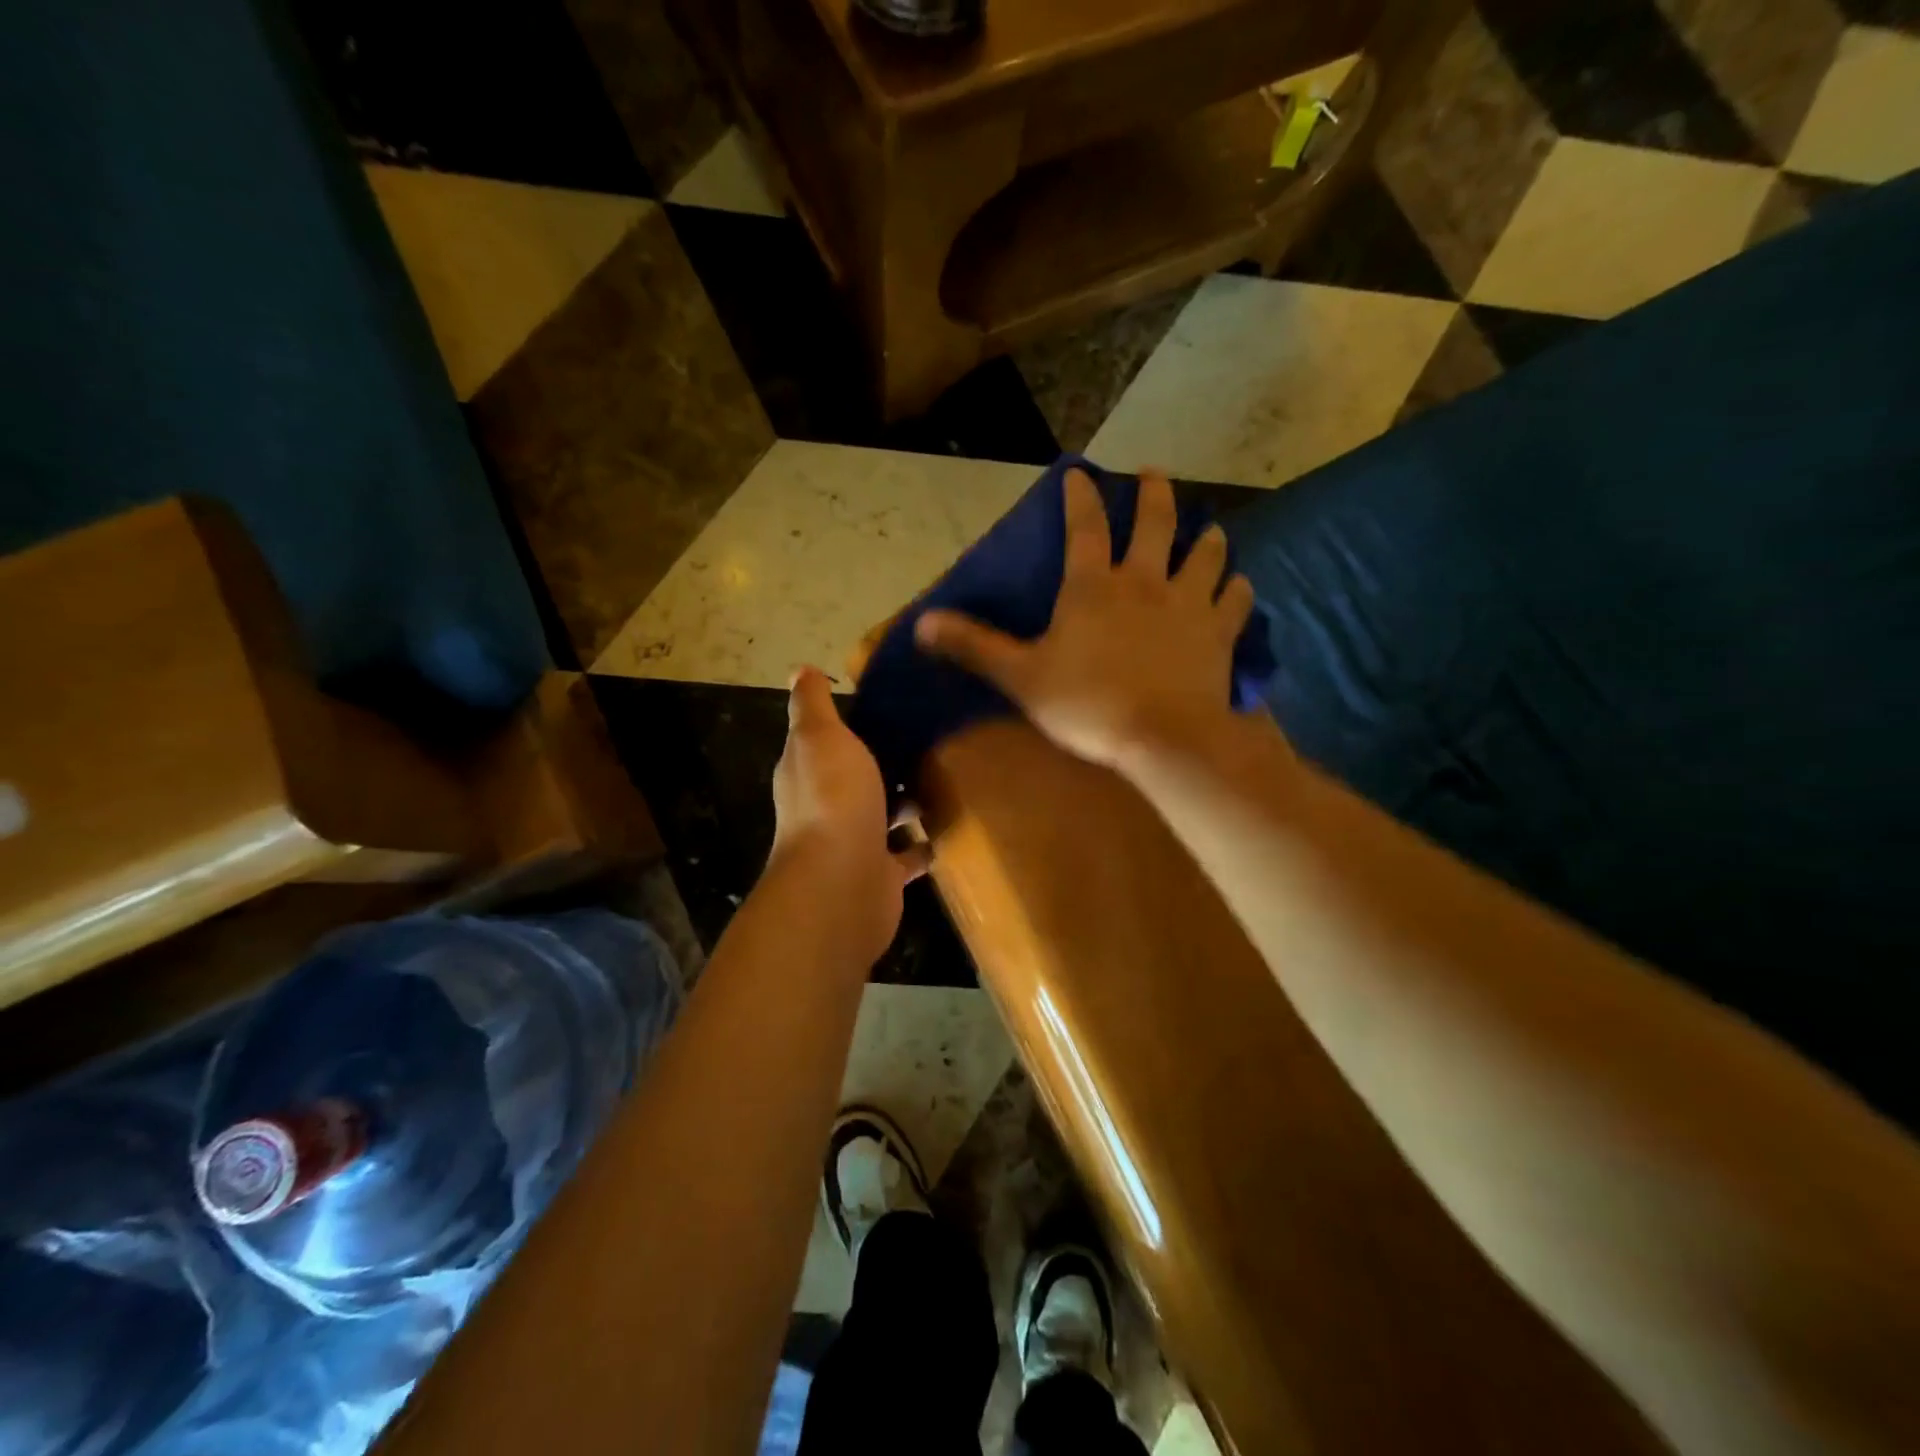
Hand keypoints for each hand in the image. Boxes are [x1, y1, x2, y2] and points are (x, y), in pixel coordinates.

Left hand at [770, 666, 929, 963]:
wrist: (843, 881)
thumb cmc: (833, 798)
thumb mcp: (820, 735)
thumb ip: (812, 704)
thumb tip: (800, 669)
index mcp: (807, 772)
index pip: (826, 741)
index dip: (850, 724)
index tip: (889, 705)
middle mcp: (826, 807)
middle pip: (857, 779)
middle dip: (885, 763)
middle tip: (930, 737)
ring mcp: (854, 844)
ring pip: (883, 816)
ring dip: (906, 802)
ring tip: (947, 775)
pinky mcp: (882, 875)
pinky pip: (907, 854)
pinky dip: (922, 844)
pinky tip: (950, 825)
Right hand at [916, 468, 1253, 772]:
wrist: (1163, 737)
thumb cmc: (1086, 704)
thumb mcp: (1020, 676)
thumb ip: (974, 646)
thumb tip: (920, 623)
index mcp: (1093, 587)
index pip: (1083, 528)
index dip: (1080, 498)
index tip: (1080, 473)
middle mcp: (1145, 581)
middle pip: (1155, 524)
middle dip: (1154, 494)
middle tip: (1154, 473)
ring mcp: (1188, 604)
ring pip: (1205, 556)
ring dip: (1206, 539)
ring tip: (1209, 529)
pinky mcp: (1218, 633)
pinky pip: (1235, 601)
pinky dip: (1237, 590)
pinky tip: (1239, 586)